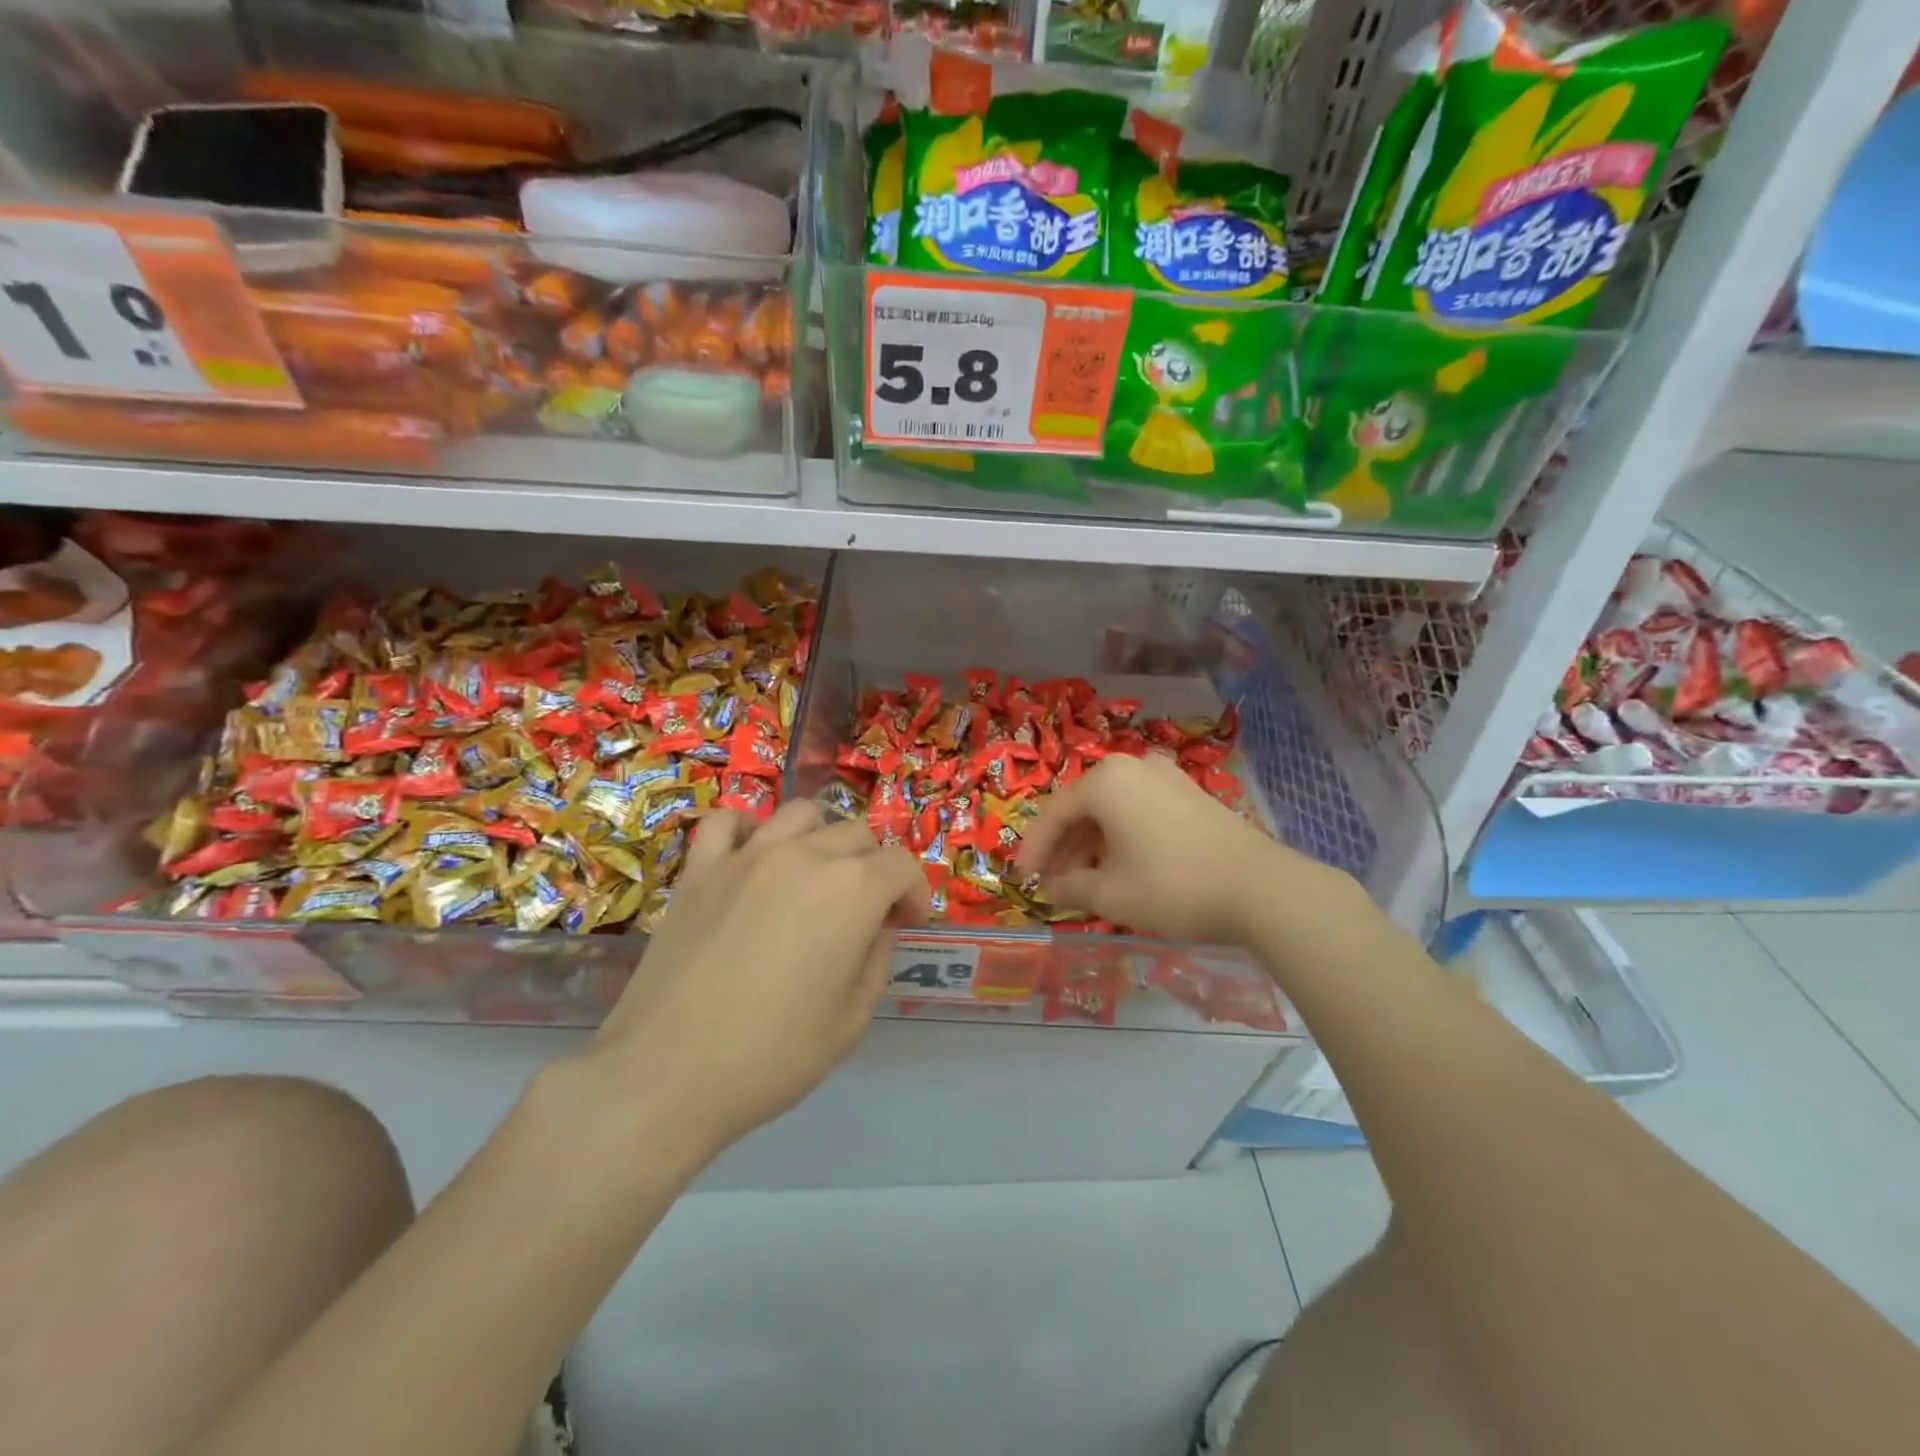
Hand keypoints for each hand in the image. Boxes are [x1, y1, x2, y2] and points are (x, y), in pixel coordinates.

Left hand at [581, 801, 929, 1152]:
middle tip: (865, 911)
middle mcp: (804, 856)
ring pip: (801, 814)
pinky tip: (753, 859)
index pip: (902, 865)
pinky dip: (749, 830)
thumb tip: (875, 929)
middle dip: (874, 868)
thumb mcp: (851, 1022)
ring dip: (822, 838)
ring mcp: (747, 855)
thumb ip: (876, 962)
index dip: (914, 893)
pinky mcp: (700, 868)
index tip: (906, 924)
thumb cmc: (771, 1056)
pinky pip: (728, 822)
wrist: (667, 1075)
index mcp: (852, 891)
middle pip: (857, 834)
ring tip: (815, 875)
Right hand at [1014, 753, 1314, 943]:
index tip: (1021, 880)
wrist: (1259, 888)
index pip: (1054, 813)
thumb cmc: (1172, 886)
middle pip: (1083, 808)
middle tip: (1051, 885)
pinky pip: (1138, 811)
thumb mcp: (1110, 894)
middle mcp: (1133, 767)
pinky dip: (1120, 837)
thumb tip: (1051, 888)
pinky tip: (1119, 867)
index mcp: (1106, 780)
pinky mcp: (1189, 794)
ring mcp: (1165, 777)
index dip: (1034, 849)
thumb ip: (1070, 888)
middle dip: (1063, 848)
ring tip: (1083, 882)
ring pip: (1111, 810)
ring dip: (1091, 845)